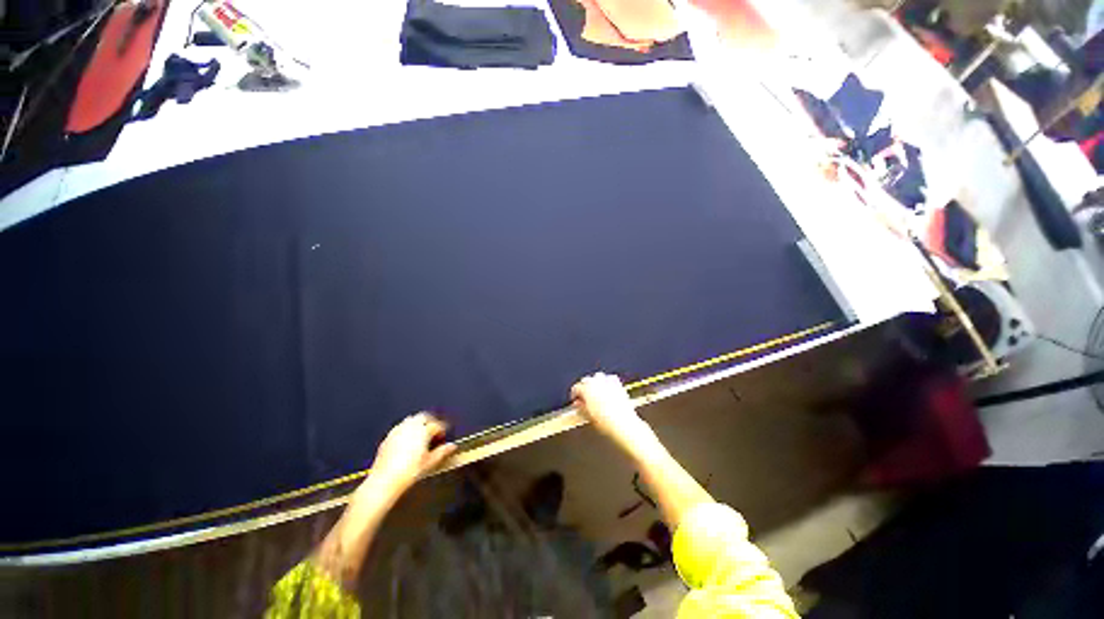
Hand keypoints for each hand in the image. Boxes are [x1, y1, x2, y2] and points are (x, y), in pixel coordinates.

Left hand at [369, 412, 456, 496]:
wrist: (388, 477)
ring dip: (418, 425)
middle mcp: (409, 426)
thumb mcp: (430, 463)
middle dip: (430, 422)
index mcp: (422, 431)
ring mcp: (397, 430)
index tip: (444, 434)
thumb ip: (442, 452)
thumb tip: (451, 447)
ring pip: (410, 420)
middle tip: (435, 432)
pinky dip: (407, 431)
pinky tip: (409, 443)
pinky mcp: (389, 436)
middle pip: (422, 417)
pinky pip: (400, 428)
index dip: (442, 429)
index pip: (436, 424)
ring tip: (422, 437)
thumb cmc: (409, 471)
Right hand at [571, 373, 650, 447]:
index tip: (576, 400)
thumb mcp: (588, 415)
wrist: (622, 423)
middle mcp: (597, 382)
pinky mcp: (619, 385)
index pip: (576, 388)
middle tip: (584, 397)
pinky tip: (607, 391)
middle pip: (586, 380)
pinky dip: (607, 382)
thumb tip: (579, 404)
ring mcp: (608, 382)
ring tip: (595, 393)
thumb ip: (581, 407)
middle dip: (584, 387)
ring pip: (598, 377)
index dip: (575, 394)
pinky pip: (610, 379)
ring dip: (595, 382)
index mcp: (586, 389)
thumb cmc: (605, 421)